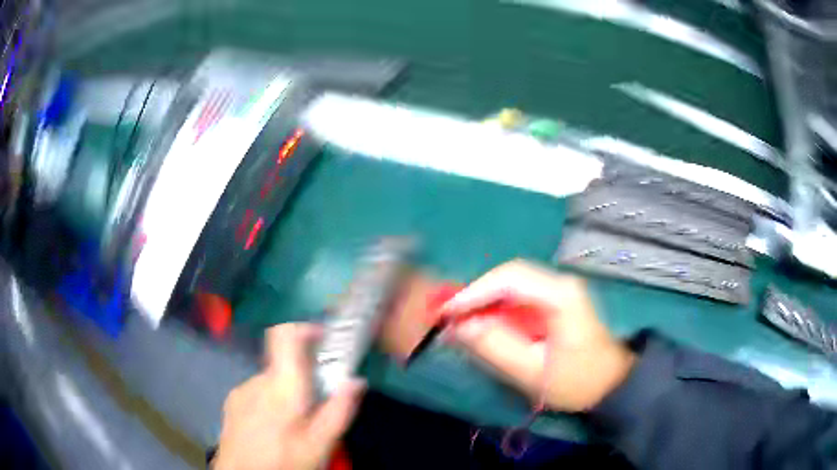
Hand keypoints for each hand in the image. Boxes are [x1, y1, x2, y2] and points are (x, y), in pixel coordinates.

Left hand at [213, 323, 364, 469]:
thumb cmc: (283, 461)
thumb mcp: (320, 444)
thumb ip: (339, 410)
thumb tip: (356, 380)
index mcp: (281, 386)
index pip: (285, 335)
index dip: (305, 329)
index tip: (325, 342)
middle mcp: (257, 380)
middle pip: (283, 361)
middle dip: (305, 375)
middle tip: (319, 403)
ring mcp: (241, 390)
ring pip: (271, 379)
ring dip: (287, 391)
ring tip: (296, 423)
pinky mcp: (232, 402)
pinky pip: (257, 391)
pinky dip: (270, 400)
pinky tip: (274, 428)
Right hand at [442, 260, 634, 411]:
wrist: (610, 384)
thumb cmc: (577, 381)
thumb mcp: (532, 372)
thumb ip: (495, 347)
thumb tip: (459, 325)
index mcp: (561, 296)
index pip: (510, 280)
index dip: (473, 292)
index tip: (446, 311)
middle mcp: (560, 283)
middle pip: (508, 277)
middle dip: (475, 295)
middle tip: (447, 315)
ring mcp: (558, 290)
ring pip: (510, 285)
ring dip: (483, 301)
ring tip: (458, 320)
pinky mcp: (553, 301)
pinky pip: (517, 298)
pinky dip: (495, 309)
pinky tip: (481, 323)